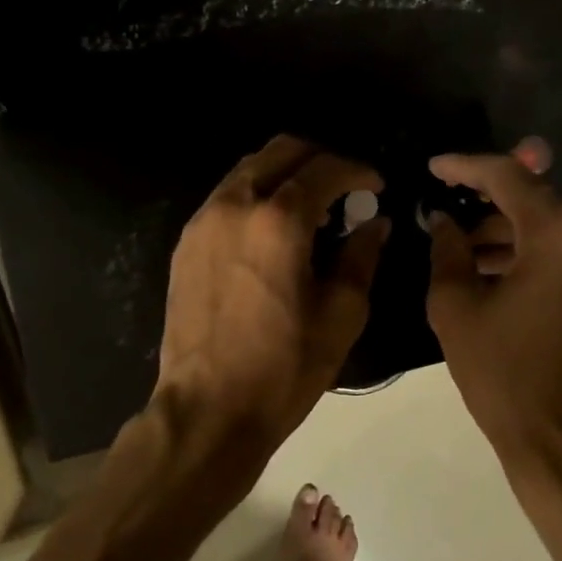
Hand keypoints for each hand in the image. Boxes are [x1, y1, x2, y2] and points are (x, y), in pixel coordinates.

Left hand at [155, 135, 389, 463]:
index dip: (358, 171)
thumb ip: (361, 258)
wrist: (208, 409)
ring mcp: (202, 222)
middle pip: (280, 151)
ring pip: (248, 170)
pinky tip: (272, 234)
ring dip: (284, 175)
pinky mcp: (185, 245)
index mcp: (279, 221)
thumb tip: (374, 223)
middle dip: (319, 159)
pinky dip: (256, 198)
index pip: (325, 169)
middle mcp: (235, 206)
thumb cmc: (283, 368)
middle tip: (344, 189)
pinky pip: (226, 199)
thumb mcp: (341, 316)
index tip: (376, 186)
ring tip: (310, 211)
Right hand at [425, 146, 561, 468]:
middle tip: (446, 218)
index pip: (508, 177)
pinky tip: (498, 273)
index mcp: (561, 232)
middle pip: (535, 201)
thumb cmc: (504, 374)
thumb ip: (447, 251)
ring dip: (510, 235)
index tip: (434, 168)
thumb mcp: (457, 308)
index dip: (465, 167)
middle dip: (487, 207)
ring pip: (554, 229)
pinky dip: (535, 256)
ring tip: (465, 252)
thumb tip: (442, 222)